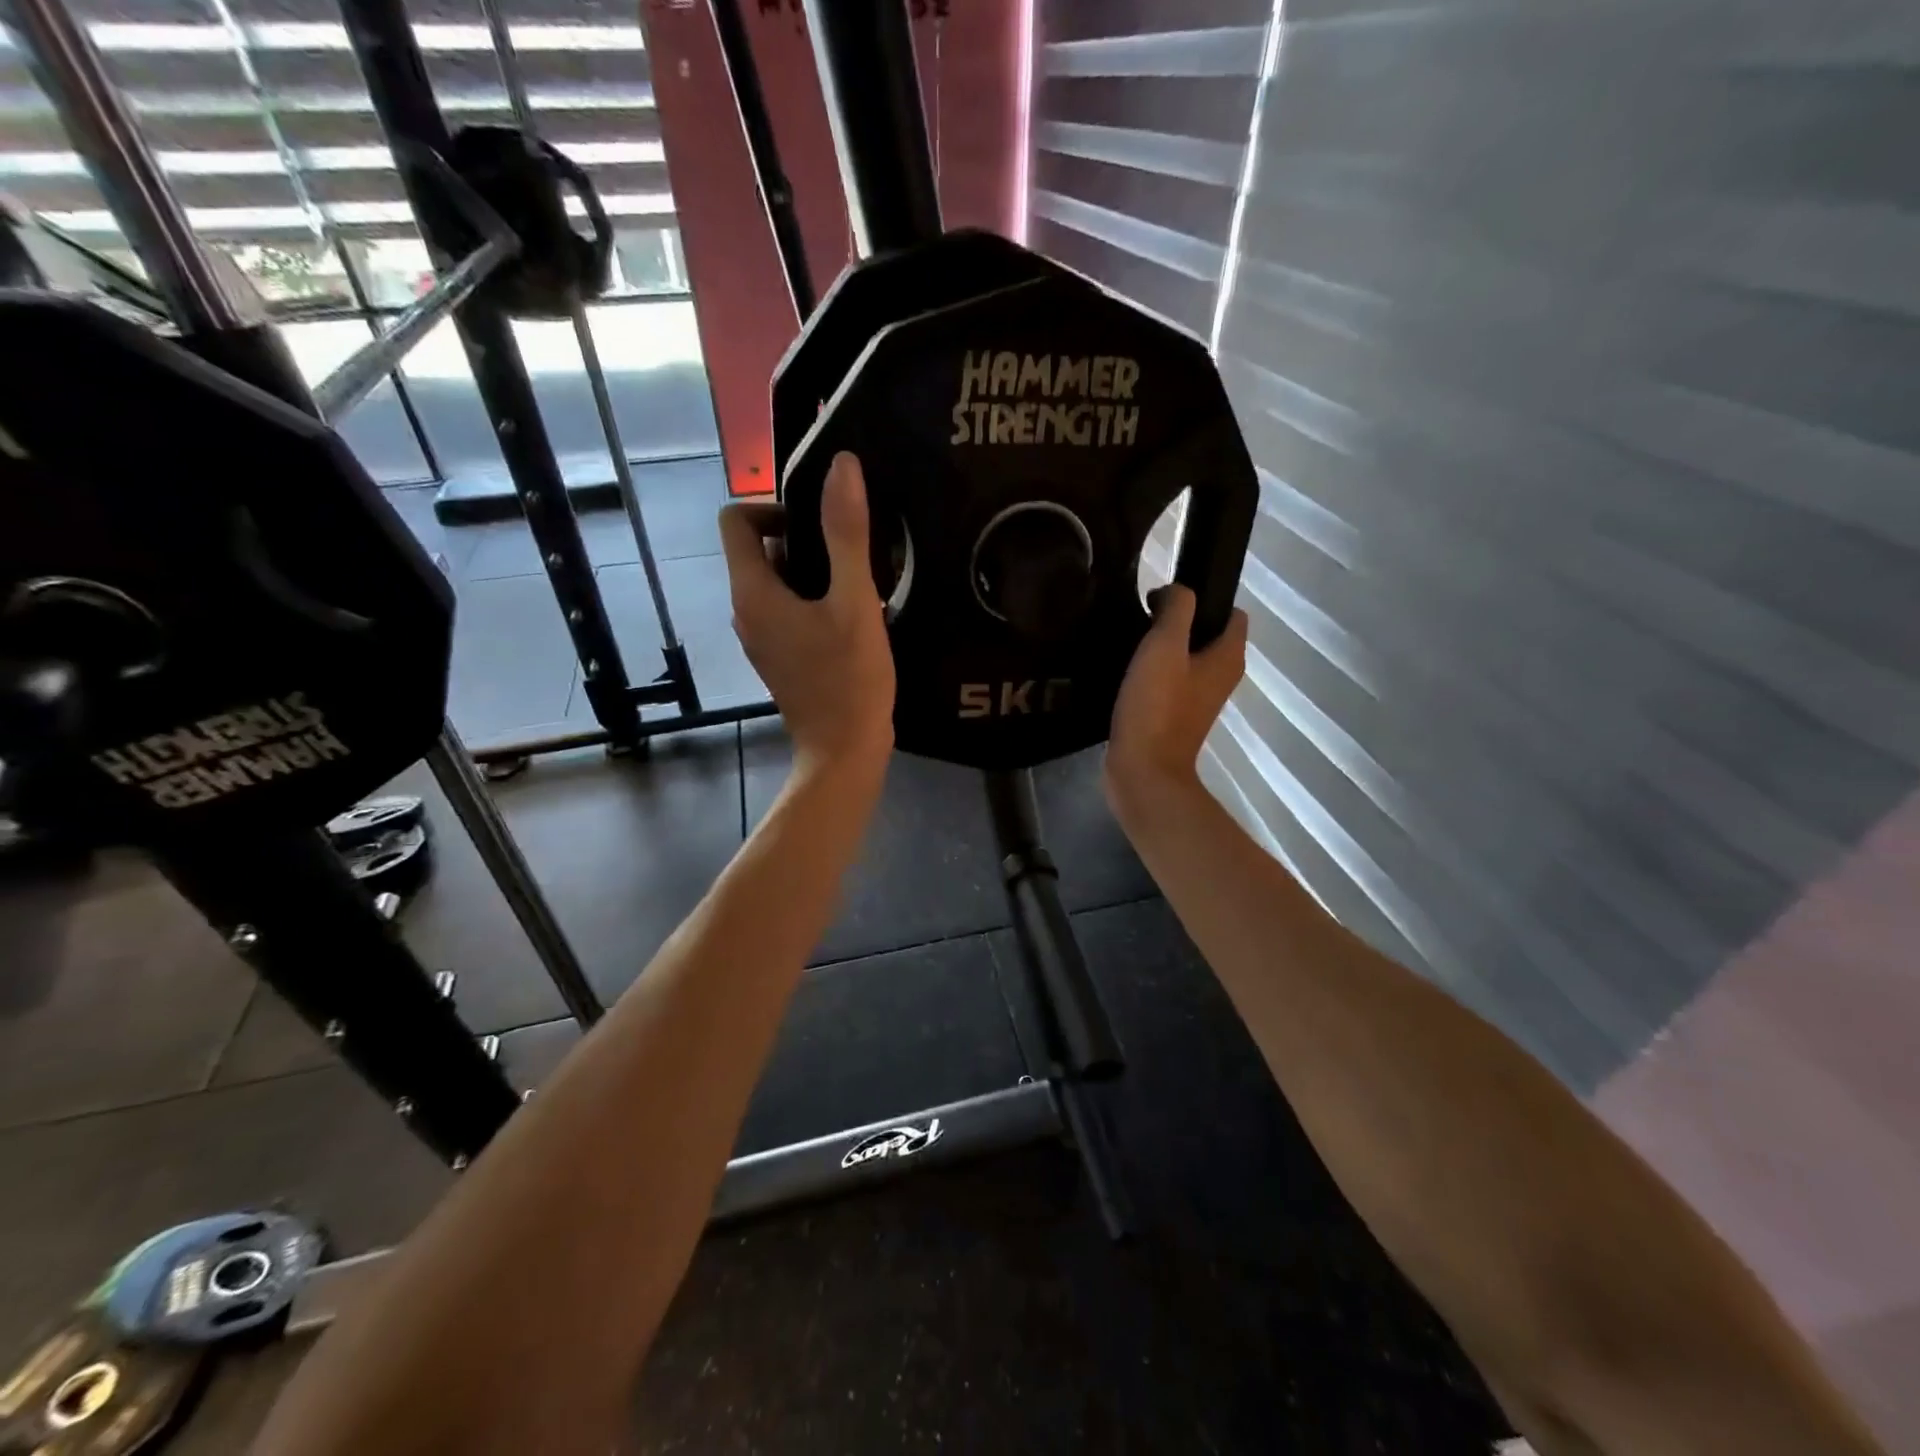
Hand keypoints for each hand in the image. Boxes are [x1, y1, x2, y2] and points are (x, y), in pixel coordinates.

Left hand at [719, 452, 894, 776]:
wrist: (844, 752)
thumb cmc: (849, 679)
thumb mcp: (855, 603)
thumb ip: (846, 534)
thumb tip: (841, 466)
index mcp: (753, 592)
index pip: (737, 520)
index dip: (774, 506)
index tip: (821, 523)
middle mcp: (746, 611)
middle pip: (761, 548)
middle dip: (804, 538)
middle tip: (852, 551)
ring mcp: (762, 637)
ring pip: (779, 580)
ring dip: (815, 570)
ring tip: (861, 580)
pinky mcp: (781, 656)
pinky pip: (790, 609)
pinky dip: (816, 598)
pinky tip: (856, 613)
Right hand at [1106, 585, 1247, 808]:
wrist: (1142, 771)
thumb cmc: (1157, 706)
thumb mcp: (1165, 645)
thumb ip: (1176, 608)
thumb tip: (1174, 592)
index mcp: (1228, 657)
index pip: (1233, 612)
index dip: (1203, 598)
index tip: (1164, 601)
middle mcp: (1221, 677)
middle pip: (1206, 634)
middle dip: (1177, 622)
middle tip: (1141, 621)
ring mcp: (1199, 700)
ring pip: (1186, 658)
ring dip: (1162, 648)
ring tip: (1130, 644)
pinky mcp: (1176, 717)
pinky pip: (1169, 682)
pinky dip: (1153, 673)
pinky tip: (1127, 673)